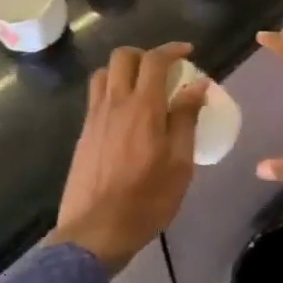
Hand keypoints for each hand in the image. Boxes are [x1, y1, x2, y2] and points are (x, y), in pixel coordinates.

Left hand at [49, 43, 208, 272]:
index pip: (154, 60)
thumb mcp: (179, 163)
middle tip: (165, 70)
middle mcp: (114, 104)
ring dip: (124, 70)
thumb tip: (198, 85)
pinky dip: (113, 91)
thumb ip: (186, 119)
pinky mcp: (83, 135)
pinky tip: (127, 115)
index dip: (172, 49)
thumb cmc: (147, 199)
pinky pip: (96, 97)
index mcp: (142, 107)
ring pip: (104, 74)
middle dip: (145, 54)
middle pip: (123, 57)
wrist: (95, 232)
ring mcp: (94, 118)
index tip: (188, 52)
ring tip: (143, 88)